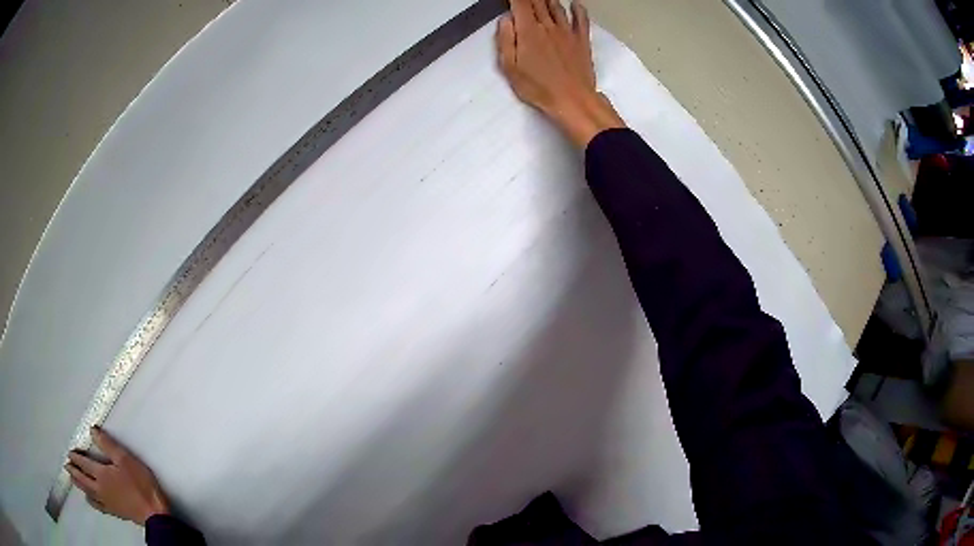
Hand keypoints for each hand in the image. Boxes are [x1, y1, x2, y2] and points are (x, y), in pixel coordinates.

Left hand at [66, 426, 169, 525]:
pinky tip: (90, 501)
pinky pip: (99, 506)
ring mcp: (107, 502)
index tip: (69, 451)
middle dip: (73, 470)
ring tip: (72, 479)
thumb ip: (108, 445)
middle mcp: (100, 487)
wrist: (155, 514)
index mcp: (101, 473)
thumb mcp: (127, 460)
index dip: (75, 456)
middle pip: (82, 478)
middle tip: (66, 464)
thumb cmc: (142, 485)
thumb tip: (92, 429)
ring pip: (88, 492)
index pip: (83, 462)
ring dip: (79, 485)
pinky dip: (92, 501)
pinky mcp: (115, 511)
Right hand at [496, 0, 624, 147]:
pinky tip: (575, 4)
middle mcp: (548, 26)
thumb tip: (506, 20)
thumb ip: (506, 40)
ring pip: (557, 7)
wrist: (573, 100)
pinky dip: (578, 9)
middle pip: (538, 2)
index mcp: (528, 31)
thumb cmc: (540, 88)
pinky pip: (581, 19)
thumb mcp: (510, 67)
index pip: (520, 3)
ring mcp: (567, 32)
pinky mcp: (582, 41)